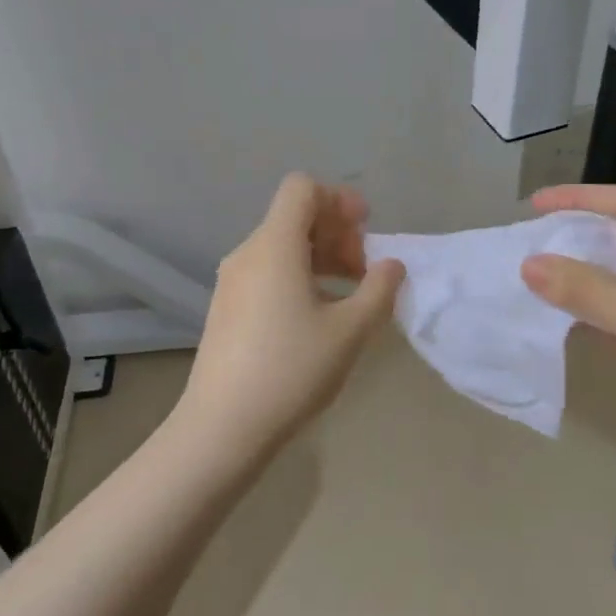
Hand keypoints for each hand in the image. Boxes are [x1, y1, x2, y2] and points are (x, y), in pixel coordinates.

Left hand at [179, 174, 404, 455]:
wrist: (223, 426)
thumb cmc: (291, 370)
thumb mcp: (350, 331)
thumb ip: (379, 290)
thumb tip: (392, 265)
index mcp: (274, 246)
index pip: (302, 189)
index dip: (339, 199)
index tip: (366, 230)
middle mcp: (248, 254)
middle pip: (294, 217)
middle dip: (337, 232)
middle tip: (366, 271)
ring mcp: (232, 282)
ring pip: (281, 247)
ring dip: (320, 257)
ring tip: (349, 295)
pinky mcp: (227, 308)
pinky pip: (267, 272)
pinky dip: (299, 277)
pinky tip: (318, 316)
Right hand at [519, 184, 615, 492]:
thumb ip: (581, 285)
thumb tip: (528, 263)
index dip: (578, 198)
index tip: (533, 205)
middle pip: (615, 238)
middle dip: (570, 238)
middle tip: (524, 245)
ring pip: (611, 281)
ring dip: (573, 280)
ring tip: (527, 280)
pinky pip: (613, 317)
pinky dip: (584, 314)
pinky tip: (554, 320)